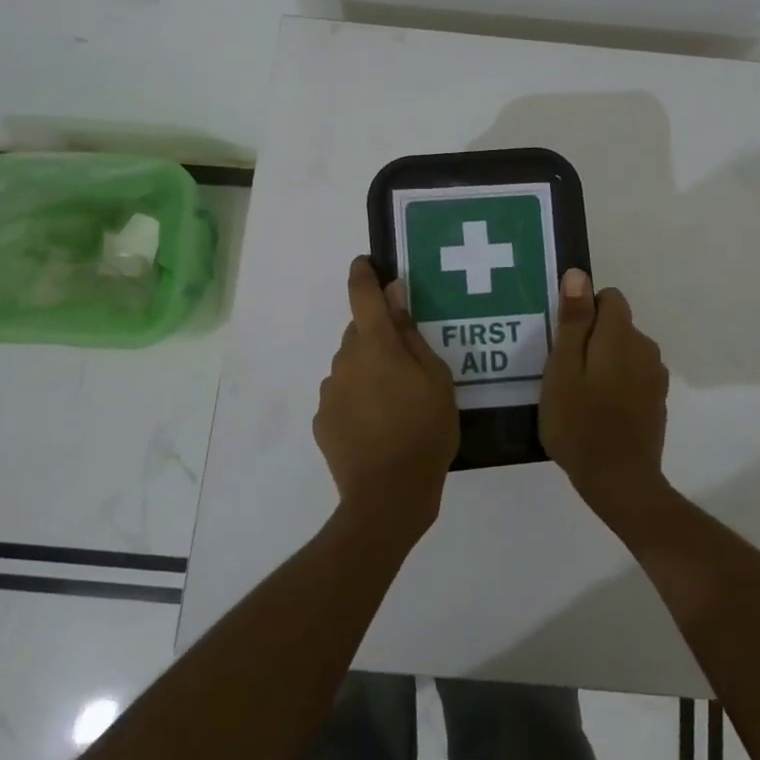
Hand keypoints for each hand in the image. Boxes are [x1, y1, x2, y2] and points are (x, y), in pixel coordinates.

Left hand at [314, 257, 459, 545]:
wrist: (388, 496)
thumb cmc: (425, 431)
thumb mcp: (436, 379)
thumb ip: (412, 334)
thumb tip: (395, 296)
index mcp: (375, 345)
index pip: (362, 295)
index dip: (363, 274)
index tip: (366, 263)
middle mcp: (345, 360)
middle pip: (359, 333)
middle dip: (379, 338)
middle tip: (407, 365)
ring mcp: (330, 392)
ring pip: (350, 365)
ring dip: (368, 371)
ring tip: (396, 404)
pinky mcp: (323, 420)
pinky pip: (342, 395)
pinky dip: (357, 399)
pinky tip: (378, 425)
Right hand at [539, 268, 671, 525]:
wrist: (619, 481)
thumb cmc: (579, 423)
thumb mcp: (563, 369)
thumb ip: (574, 321)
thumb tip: (579, 274)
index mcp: (621, 335)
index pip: (609, 297)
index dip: (584, 311)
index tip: (564, 340)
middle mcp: (645, 348)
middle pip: (617, 324)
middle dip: (592, 338)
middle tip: (563, 372)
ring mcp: (655, 376)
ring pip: (625, 351)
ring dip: (605, 361)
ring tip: (578, 393)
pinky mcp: (657, 400)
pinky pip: (633, 375)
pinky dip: (617, 383)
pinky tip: (598, 410)